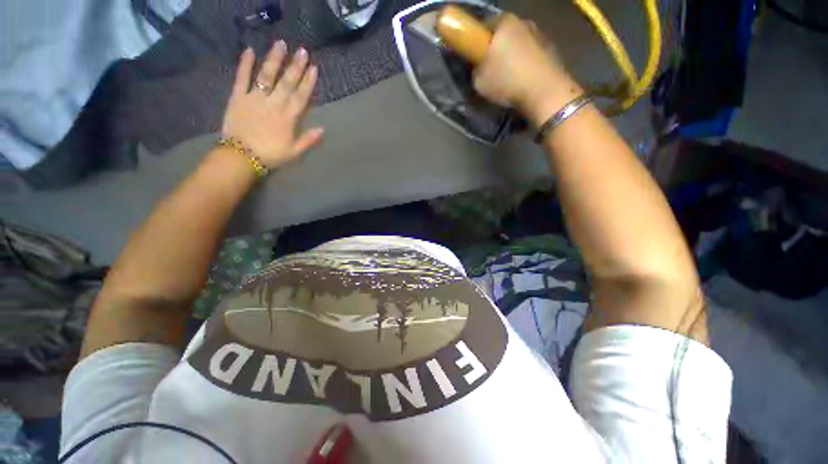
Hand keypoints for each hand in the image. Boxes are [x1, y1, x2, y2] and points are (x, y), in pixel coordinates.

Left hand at [221, 41, 323, 168]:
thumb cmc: (271, 155)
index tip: (313, 68)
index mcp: (288, 118)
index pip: (300, 97)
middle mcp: (273, 104)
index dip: (307, 82)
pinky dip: (245, 64)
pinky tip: (249, 50)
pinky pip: (241, 78)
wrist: (241, 156)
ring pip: (266, 76)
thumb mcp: (294, 152)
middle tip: (302, 50)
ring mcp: (255, 98)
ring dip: (274, 60)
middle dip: (295, 67)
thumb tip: (323, 129)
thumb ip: (308, 140)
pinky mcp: (237, 97)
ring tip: (280, 44)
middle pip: (286, 83)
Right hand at [473, 14, 582, 126]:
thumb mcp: (479, 81)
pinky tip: (521, 78)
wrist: (544, 92)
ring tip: (507, 76)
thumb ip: (475, 70)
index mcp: (503, 22)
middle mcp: (522, 21)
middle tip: (489, 69)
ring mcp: (539, 33)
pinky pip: (530, 53)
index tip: (473, 57)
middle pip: (502, 33)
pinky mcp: (551, 47)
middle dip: (494, 48)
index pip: (482, 25)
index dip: (475, 41)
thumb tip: (479, 67)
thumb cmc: (508, 81)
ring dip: (511, 55)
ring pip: (518, 42)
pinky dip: (524, 62)